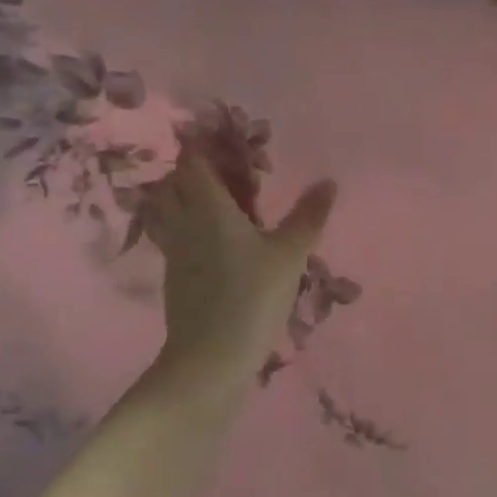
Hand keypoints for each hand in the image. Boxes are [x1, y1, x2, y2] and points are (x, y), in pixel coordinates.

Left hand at [143, 151, 336, 385]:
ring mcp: (173, 250)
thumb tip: (329, 181)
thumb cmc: (251, 298)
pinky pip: (173, 235)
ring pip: (167, 209)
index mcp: (208, 207)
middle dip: (192, 169)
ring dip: (184, 197)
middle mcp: (183, 221)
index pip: (193, 161)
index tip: (218, 136)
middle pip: (174, 182)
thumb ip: (307, 216)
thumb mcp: (288, 256)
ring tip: (216, 200)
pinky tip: (210, 239)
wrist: (209, 360)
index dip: (201, 144)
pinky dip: (186, 226)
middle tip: (223, 169)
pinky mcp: (173, 276)